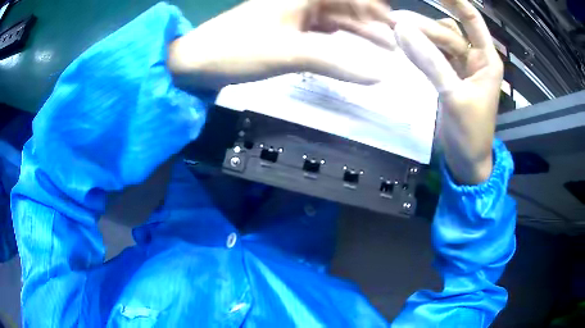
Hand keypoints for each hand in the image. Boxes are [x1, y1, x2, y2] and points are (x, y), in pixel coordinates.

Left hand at [168, 0, 394, 90]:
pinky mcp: (285, 30)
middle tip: (396, 43)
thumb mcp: (291, 53)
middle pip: (345, 7)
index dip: (375, 8)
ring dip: (358, 33)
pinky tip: (352, 50)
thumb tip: (379, 75)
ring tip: (383, 49)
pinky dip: (338, 41)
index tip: (398, 25)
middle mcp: (300, 1)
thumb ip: (337, 62)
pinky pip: (320, 32)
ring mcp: (292, 15)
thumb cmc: (238, 49)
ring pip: (334, 20)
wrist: (197, 62)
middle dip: (371, 23)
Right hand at [388, 0, 503, 184]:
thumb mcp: (454, 97)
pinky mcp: (449, 77)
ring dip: (419, 36)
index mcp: (486, 60)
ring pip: (438, 41)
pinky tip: (404, 45)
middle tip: (393, 21)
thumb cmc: (471, 133)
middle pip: (447, 31)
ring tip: (394, 31)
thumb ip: (430, 62)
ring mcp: (461, 67)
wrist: (467, 160)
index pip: (471, 20)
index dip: (455, 1)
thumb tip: (401, 29)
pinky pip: (433, 55)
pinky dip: (419, 50)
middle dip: (423, 24)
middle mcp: (475, 58)